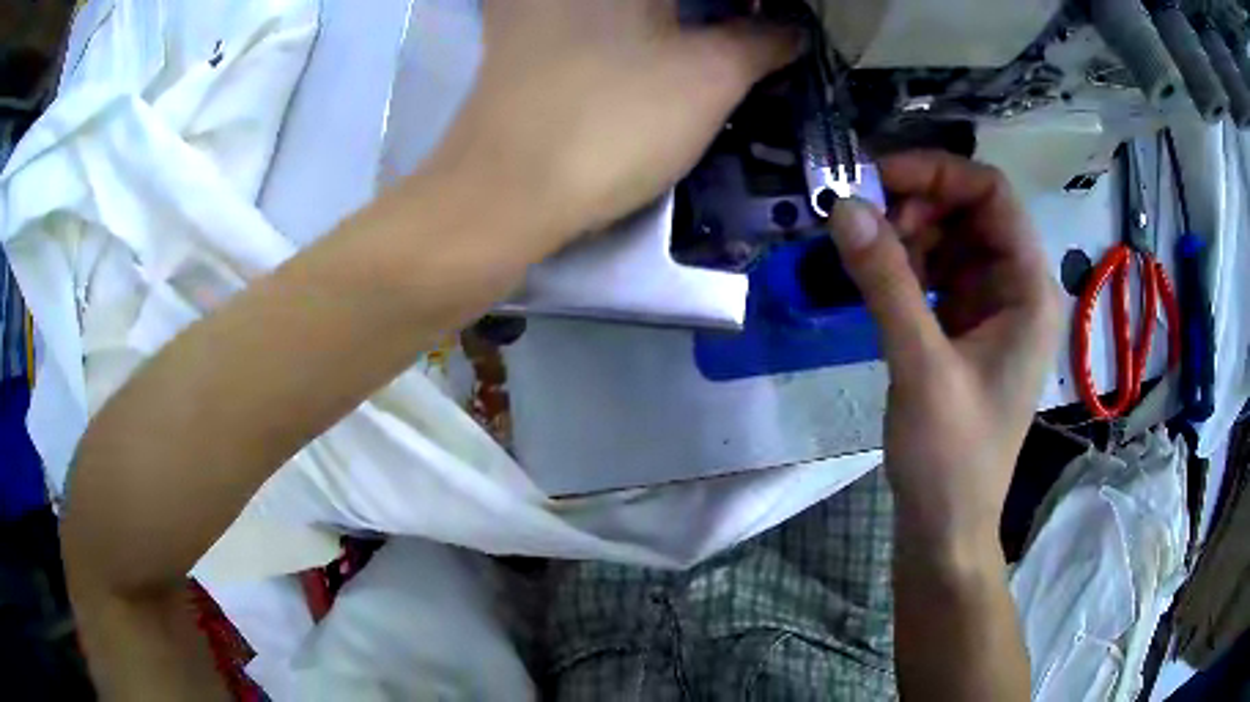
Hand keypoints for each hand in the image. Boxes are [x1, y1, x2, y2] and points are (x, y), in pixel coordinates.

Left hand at [430, 0, 798, 244]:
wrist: (503, 193)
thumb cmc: (613, 123)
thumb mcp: (710, 78)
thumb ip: (764, 42)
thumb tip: (792, 30)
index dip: (751, 10)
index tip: (774, 26)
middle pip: (669, 0)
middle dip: (718, 12)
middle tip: (754, 33)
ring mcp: (534, 4)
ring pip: (628, 8)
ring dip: (680, 19)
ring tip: (721, 42)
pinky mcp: (517, 35)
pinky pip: (591, 18)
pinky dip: (635, 27)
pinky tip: (656, 49)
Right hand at [828, 152, 1060, 553]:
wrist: (946, 525)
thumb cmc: (951, 457)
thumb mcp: (921, 367)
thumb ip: (887, 283)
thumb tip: (844, 206)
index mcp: (1028, 289)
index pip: (992, 194)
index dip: (937, 173)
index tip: (876, 179)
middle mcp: (1016, 288)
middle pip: (970, 211)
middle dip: (917, 204)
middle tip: (864, 222)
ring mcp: (991, 309)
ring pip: (951, 239)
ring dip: (908, 233)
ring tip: (866, 253)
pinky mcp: (966, 329)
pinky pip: (937, 273)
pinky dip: (906, 264)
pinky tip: (877, 278)